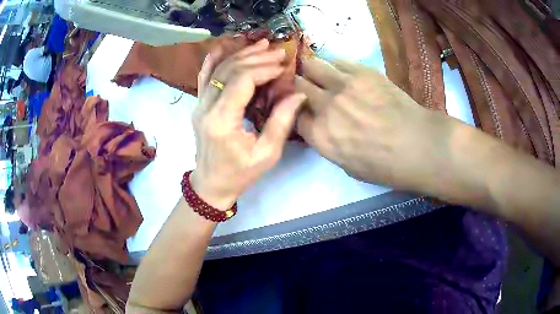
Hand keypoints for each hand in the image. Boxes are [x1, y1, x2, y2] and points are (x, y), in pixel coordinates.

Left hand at [191, 39, 306, 209]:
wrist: (211, 184)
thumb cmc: (240, 174)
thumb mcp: (267, 154)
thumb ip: (282, 121)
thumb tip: (298, 94)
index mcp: (222, 121)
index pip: (241, 81)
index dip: (264, 69)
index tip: (283, 66)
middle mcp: (206, 108)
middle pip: (229, 71)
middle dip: (256, 58)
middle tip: (277, 51)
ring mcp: (199, 105)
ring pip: (217, 70)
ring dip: (240, 54)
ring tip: (261, 44)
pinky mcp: (199, 105)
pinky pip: (203, 77)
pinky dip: (213, 59)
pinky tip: (224, 46)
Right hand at [296, 58, 456, 190]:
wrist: (418, 145)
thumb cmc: (386, 166)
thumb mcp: (348, 166)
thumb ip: (329, 144)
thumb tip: (324, 127)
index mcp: (320, 136)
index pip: (294, 115)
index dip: (295, 110)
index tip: (301, 107)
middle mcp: (325, 107)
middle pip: (298, 86)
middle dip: (298, 86)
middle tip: (304, 84)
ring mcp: (343, 85)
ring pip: (313, 66)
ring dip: (311, 69)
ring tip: (318, 71)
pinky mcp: (362, 71)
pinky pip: (337, 60)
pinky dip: (334, 65)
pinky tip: (340, 70)